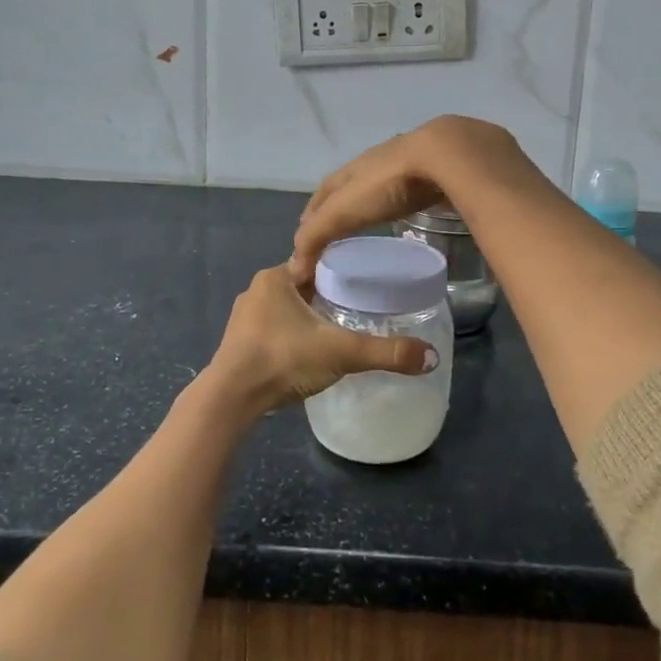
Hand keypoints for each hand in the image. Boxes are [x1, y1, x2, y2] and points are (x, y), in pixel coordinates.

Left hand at [203, 264, 438, 422]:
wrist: (231, 399)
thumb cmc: (283, 359)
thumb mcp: (340, 352)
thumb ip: (385, 352)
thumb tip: (430, 357)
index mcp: (276, 276)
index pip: (316, 261)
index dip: (342, 269)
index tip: (367, 280)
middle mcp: (257, 289)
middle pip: (303, 284)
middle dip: (328, 294)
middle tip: (361, 307)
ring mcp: (244, 317)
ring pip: (287, 308)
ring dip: (309, 315)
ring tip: (339, 328)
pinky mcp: (238, 343)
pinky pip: (274, 329)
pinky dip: (292, 334)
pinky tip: (309, 350)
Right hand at [288, 116, 526, 281]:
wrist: (444, 154)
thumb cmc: (389, 183)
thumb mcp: (345, 210)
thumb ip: (318, 235)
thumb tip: (295, 269)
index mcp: (352, 169)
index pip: (324, 191)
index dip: (312, 212)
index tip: (305, 233)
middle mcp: (377, 161)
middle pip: (351, 184)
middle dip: (340, 203)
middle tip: (335, 228)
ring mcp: (410, 162)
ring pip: (384, 183)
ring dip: (373, 200)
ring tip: (371, 220)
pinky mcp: (440, 169)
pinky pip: (415, 187)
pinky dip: (405, 200)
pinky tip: (411, 210)